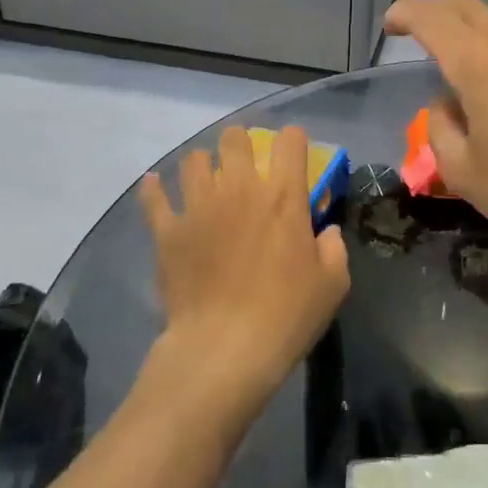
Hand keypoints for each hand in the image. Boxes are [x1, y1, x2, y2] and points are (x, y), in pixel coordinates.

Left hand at [138, 125, 350, 417]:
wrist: (225, 347)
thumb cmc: (287, 314)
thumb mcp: (333, 284)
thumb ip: (333, 248)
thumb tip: (324, 232)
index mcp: (283, 195)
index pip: (290, 141)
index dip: (294, 141)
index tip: (294, 154)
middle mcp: (239, 188)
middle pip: (234, 139)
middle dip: (241, 144)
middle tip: (246, 165)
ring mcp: (199, 206)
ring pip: (193, 160)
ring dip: (202, 165)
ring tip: (206, 181)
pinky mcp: (168, 231)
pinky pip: (154, 198)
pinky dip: (154, 190)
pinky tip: (155, 186)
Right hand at [385, 0, 487, 285]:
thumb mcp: (465, 173)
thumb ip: (440, 129)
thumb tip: (445, 103)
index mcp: (478, 62)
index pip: (432, 19)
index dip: (406, 14)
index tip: (391, 24)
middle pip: (469, 7)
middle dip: (439, 14)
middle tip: (425, 33)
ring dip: (482, 27)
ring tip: (478, 58)